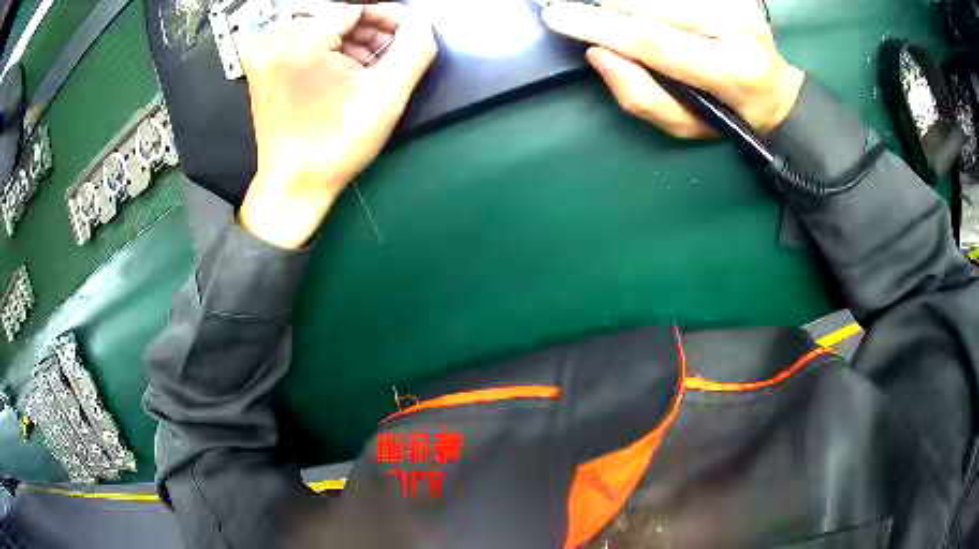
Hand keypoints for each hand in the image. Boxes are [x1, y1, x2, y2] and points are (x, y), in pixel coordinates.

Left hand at [238, 1, 436, 248]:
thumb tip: (419, 22)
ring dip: (351, 41)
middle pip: (337, 15)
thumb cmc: (336, 144)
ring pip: (321, 27)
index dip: (389, 18)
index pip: (356, 7)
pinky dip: (328, 50)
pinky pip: (303, 41)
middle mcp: (273, 39)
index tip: (407, 35)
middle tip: (390, 56)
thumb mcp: (387, 94)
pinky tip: (343, 73)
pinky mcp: (261, 65)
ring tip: (368, 69)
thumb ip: (414, 48)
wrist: (293, 184)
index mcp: (299, 40)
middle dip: (369, 32)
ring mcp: (263, 52)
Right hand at [541, 0, 804, 137]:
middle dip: (611, 8)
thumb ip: (641, 96)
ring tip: (624, 17)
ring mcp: (737, 3)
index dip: (599, 26)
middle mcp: (738, 29)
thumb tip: (598, 54)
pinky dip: (650, 0)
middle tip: (597, 20)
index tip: (555, 15)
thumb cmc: (728, 114)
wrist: (775, 91)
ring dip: (629, 1)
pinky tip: (648, 10)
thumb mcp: (686, 126)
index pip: (653, 40)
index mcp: (730, 72)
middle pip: (652, 4)